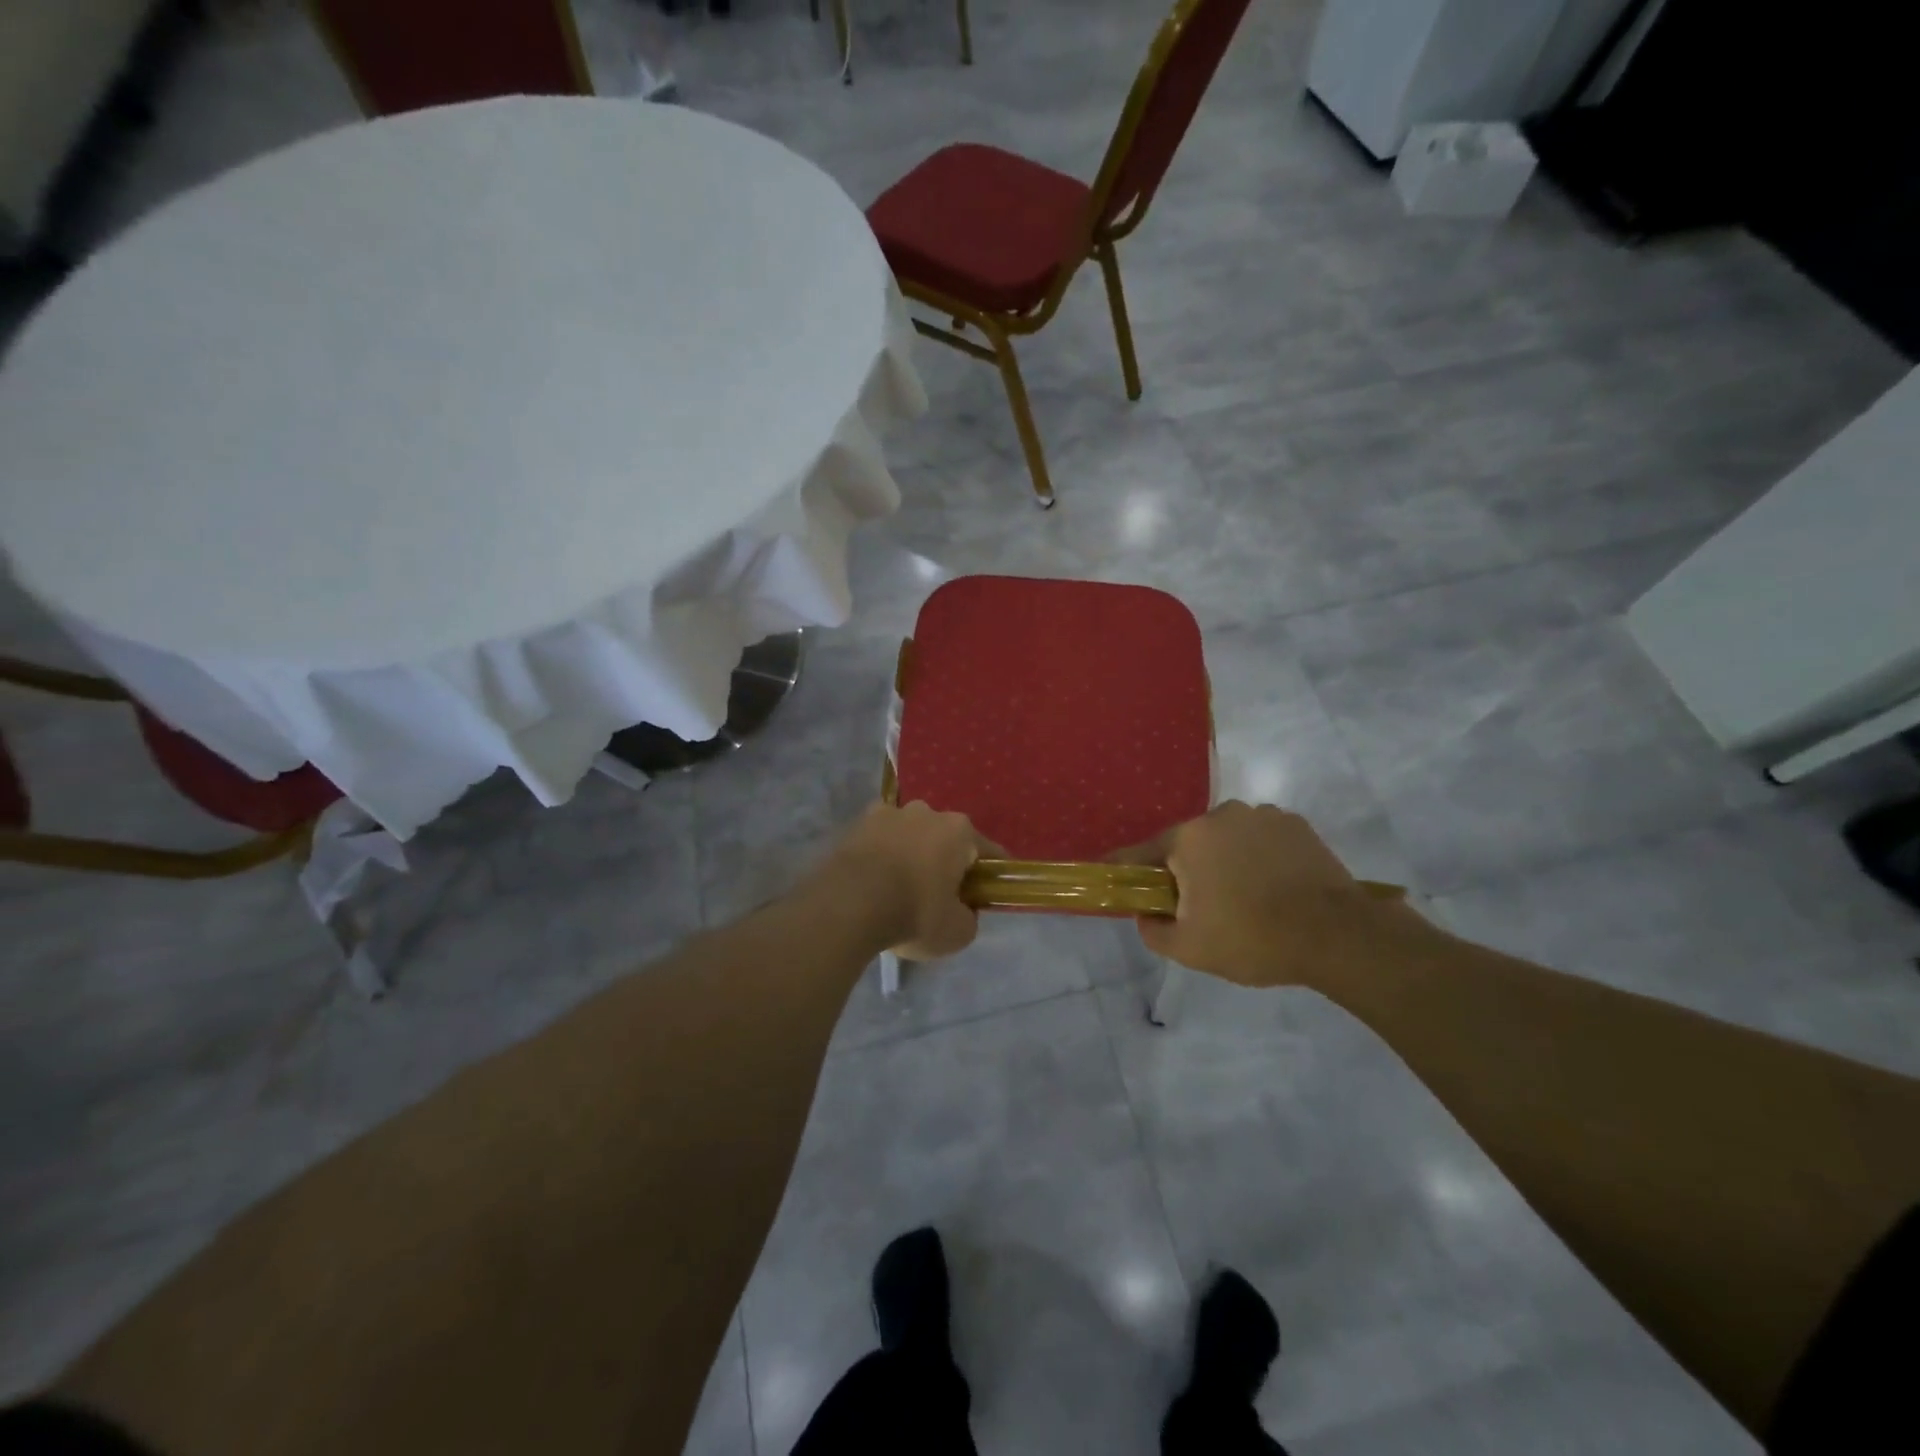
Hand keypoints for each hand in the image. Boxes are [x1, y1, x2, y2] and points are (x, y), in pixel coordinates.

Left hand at [818, 801, 994, 960]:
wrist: (848, 905)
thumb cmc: (914, 913)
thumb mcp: (957, 932)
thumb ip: (969, 917)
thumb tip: (963, 910)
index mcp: (959, 831)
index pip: (987, 852)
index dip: (989, 875)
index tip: (984, 895)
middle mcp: (927, 812)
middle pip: (945, 839)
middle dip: (945, 862)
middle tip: (938, 896)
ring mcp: (889, 813)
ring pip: (910, 835)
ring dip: (910, 854)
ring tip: (899, 888)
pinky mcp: (856, 824)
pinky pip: (879, 840)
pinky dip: (881, 855)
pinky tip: (874, 881)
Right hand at [1125, 801, 1413, 988]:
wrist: (1337, 935)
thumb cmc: (1253, 938)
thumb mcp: (1190, 948)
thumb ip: (1153, 930)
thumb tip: (1145, 914)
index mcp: (1188, 839)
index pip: (1142, 852)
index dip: (1125, 867)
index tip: (1113, 874)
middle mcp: (1220, 815)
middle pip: (1189, 844)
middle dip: (1187, 870)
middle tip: (1199, 906)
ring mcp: (1262, 815)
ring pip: (1227, 839)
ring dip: (1225, 861)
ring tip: (1245, 898)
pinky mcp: (1296, 824)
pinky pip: (1261, 839)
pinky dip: (1258, 857)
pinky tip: (1274, 886)